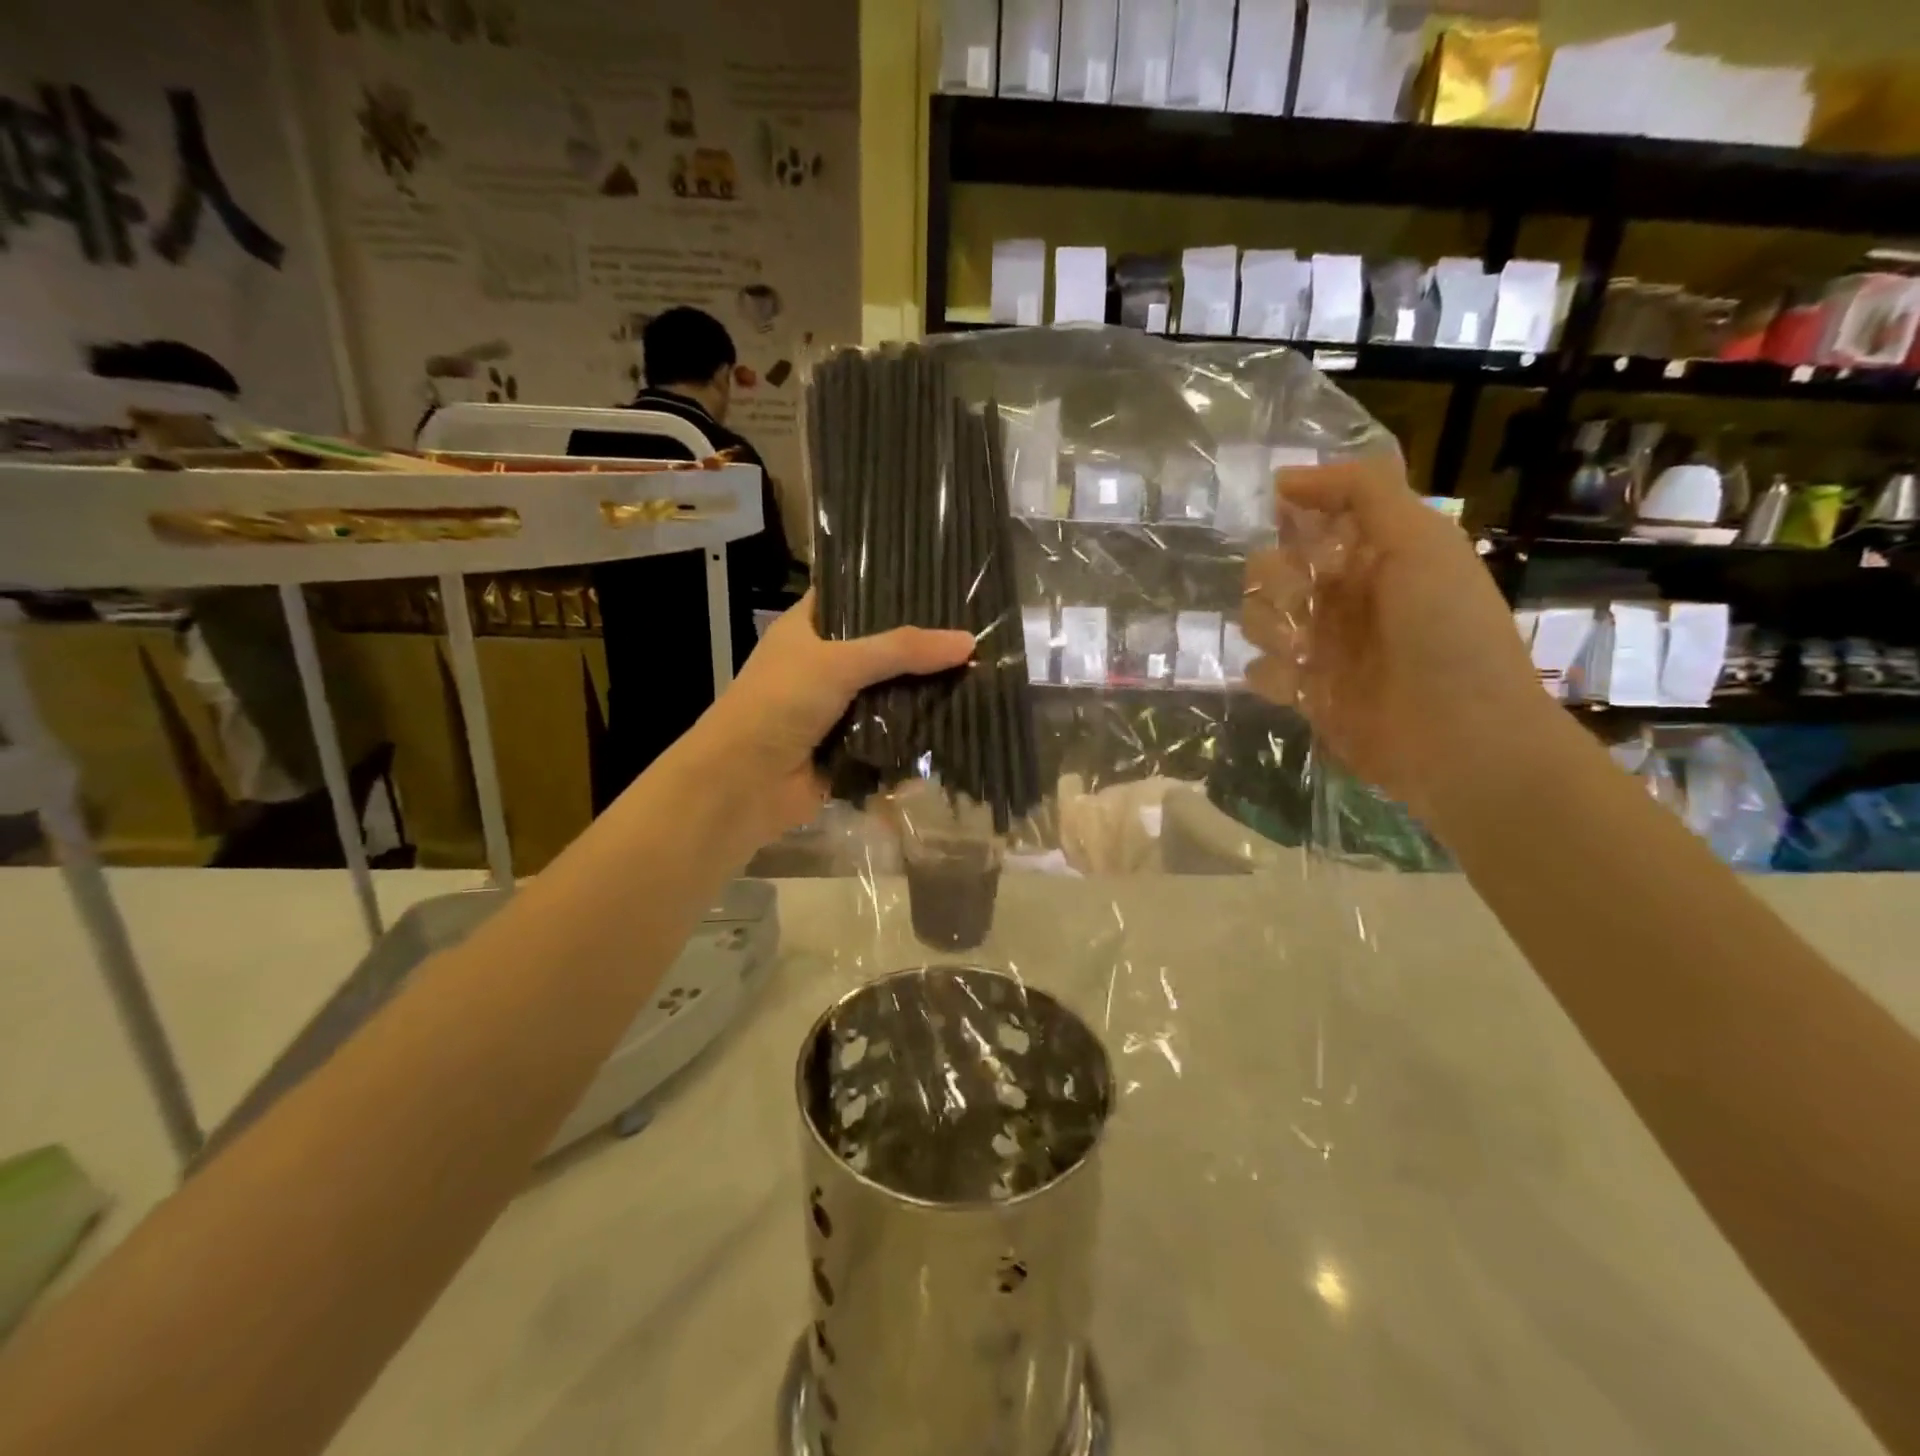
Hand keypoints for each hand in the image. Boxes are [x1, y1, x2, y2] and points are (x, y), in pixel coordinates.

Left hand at [692, 593, 974, 839]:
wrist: (743, 784)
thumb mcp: (839, 663)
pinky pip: (891, 736)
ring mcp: (837, 708)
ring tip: (979, 675)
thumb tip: (967, 641)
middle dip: (921, 649)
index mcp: (808, 629)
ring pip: (890, 694)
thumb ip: (902, 650)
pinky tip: (958, 721)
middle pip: (881, 649)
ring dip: (923, 694)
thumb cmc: (779, 704)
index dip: (893, 590)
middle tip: (974, 633)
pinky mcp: (850, 748)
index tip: (941, 584)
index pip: (854, 596)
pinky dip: (915, 734)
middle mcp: (823, 664)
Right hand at [1238, 453, 1547, 820]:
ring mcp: (1322, 646)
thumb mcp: (1422, 542)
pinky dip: (1270, 674)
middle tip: (1302, 599)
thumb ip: (1364, 493)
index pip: (1312, 518)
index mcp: (1374, 554)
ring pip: (1257, 617)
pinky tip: (1298, 684)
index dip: (1293, 516)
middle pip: (1271, 567)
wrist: (1461, 738)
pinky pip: (1260, 671)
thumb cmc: (1447, 632)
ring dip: (1270, 626)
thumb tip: (1286, 479)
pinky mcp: (1307, 693)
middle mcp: (1343, 596)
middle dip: (1275, 578)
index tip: (1283, 522)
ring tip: (1300, 649)